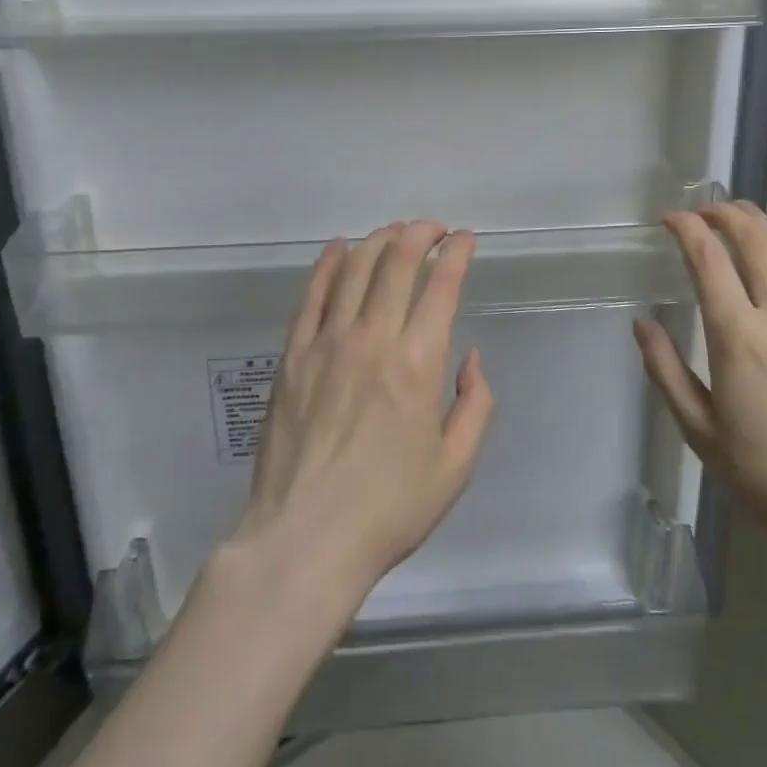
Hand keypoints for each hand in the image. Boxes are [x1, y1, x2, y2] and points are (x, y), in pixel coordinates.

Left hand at [230, 221, 497, 606]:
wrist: (306, 537)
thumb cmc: (389, 508)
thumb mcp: (455, 466)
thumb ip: (474, 405)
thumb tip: (470, 358)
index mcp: (419, 362)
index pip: (442, 284)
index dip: (458, 252)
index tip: (466, 240)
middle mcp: (373, 338)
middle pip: (397, 261)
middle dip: (420, 233)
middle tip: (434, 229)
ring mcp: (326, 342)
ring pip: (354, 268)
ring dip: (379, 240)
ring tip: (395, 233)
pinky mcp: (292, 355)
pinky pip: (311, 295)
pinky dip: (327, 264)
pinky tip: (338, 249)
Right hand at [632, 200, 766, 563]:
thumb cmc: (765, 477)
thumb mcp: (698, 430)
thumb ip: (665, 370)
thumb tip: (642, 323)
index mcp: (738, 337)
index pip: (709, 260)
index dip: (688, 229)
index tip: (671, 218)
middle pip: (755, 241)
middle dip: (726, 214)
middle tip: (705, 209)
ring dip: (762, 228)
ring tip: (741, 219)